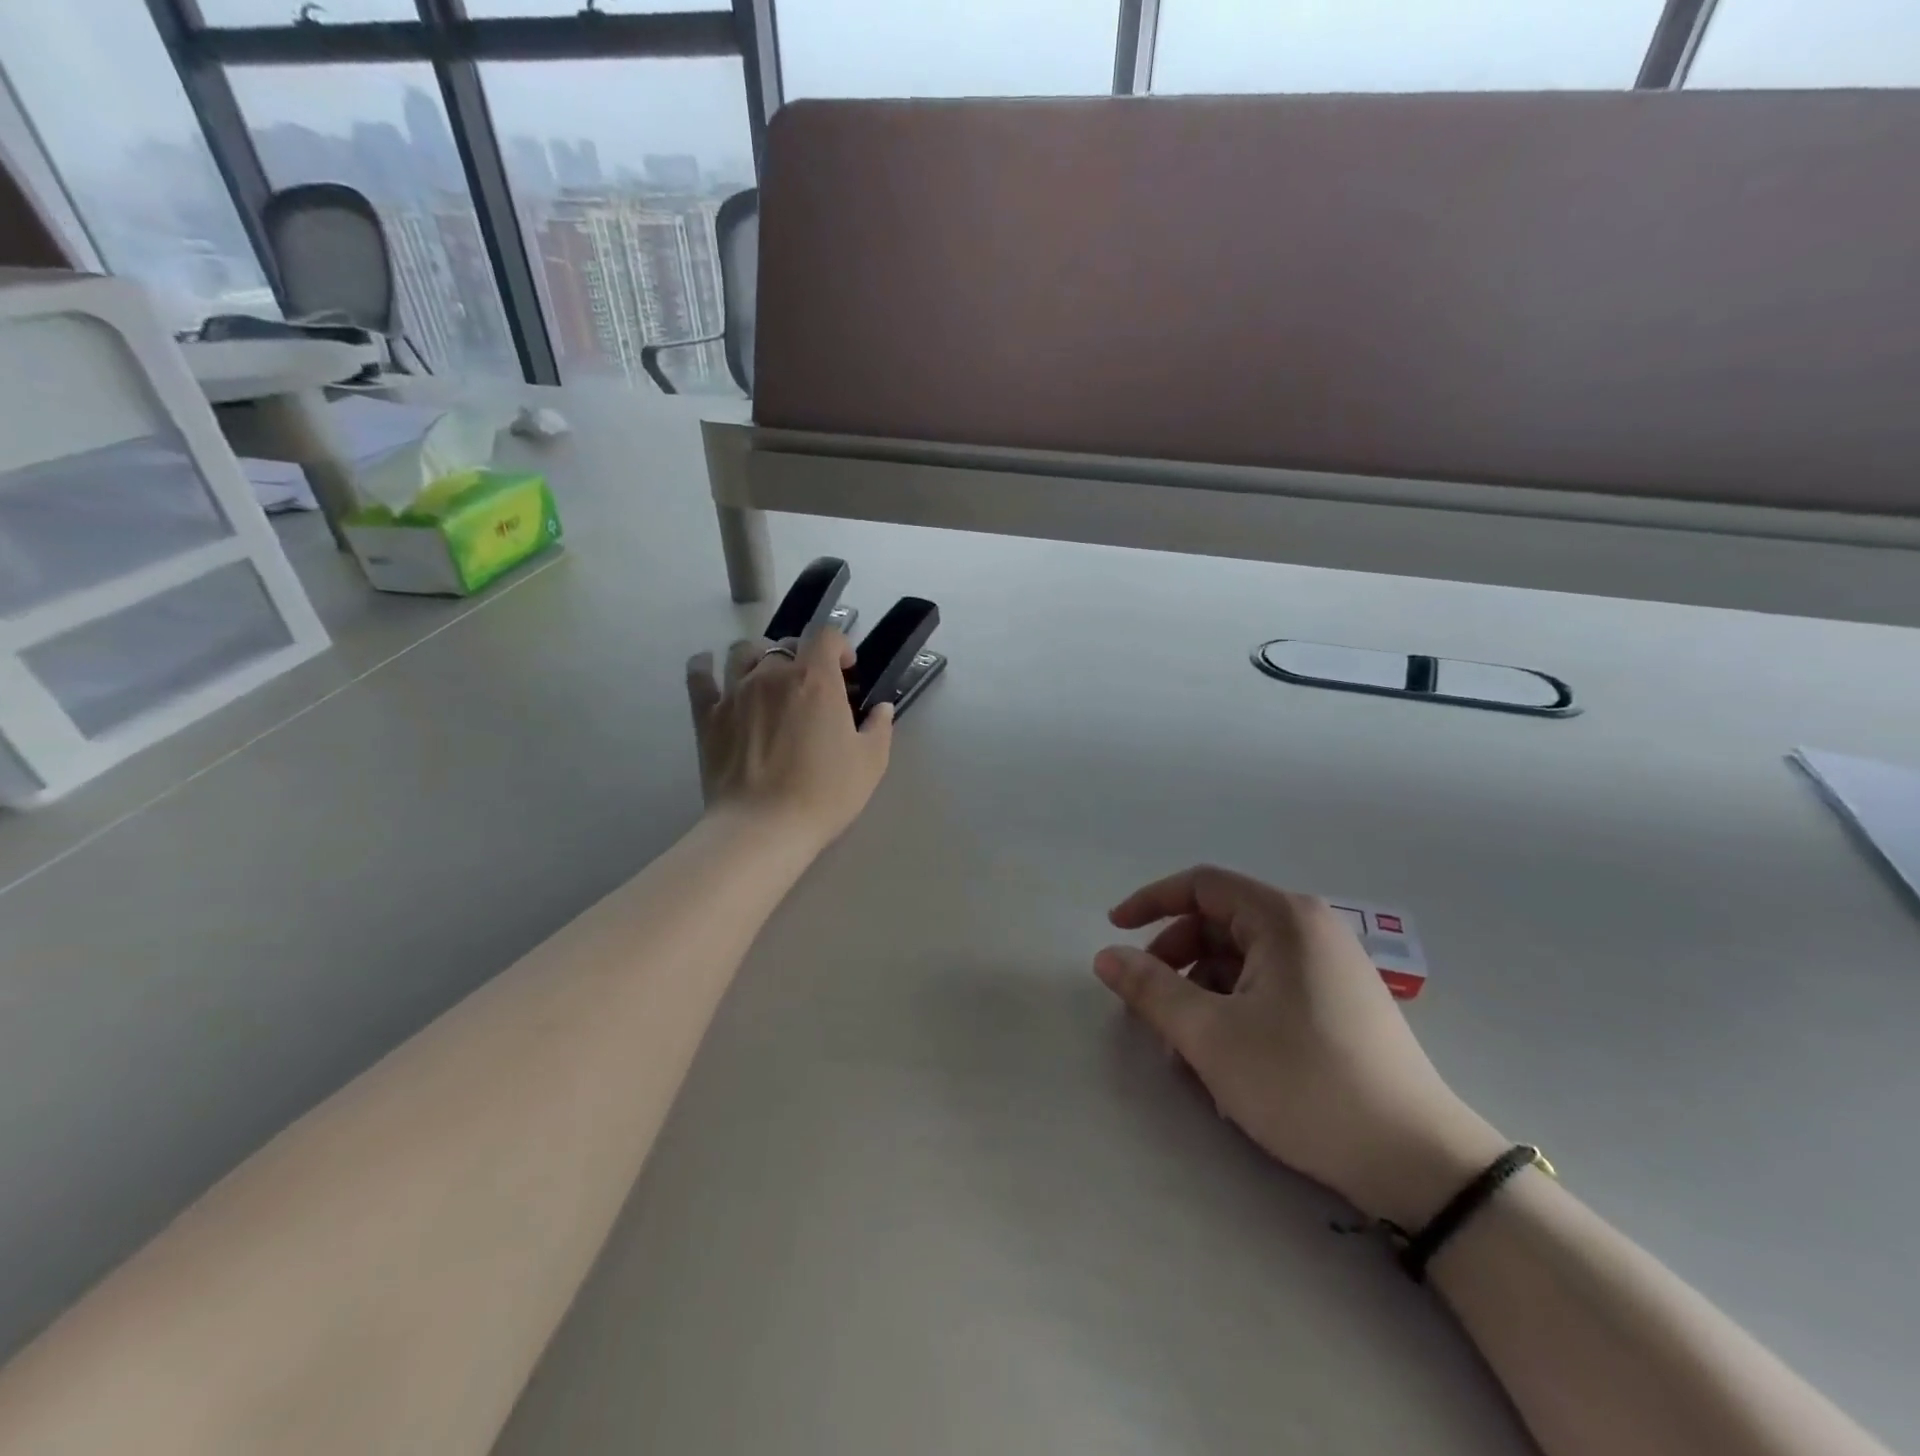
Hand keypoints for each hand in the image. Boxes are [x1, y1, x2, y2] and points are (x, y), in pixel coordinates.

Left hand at [686, 628, 892, 846]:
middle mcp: (773, 674)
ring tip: (767, 676)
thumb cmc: (825, 794)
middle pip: (786, 644)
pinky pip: (700, 675)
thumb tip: (881, 708)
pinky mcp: (707, 715)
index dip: (839, 646)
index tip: (847, 669)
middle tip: (811, 685)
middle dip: (803, 656)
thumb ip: (879, 727)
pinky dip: (704, 665)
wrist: (764, 827)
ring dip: (759, 656)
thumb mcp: (870, 763)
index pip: (826, 636)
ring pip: (742, 651)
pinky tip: (709, 666)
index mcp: (816, 680)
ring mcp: (735, 692)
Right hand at [1094, 866, 1507, 1228]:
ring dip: (1200, 993)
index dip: (1150, 902)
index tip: (1114, 931)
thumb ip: (1150, 989)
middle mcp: (1308, 929)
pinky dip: (1232, 1009)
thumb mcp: (1211, 1035)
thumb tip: (1105, 956)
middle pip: (1218, 924)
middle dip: (1174, 961)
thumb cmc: (1304, 1083)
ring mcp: (1328, 967)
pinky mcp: (1337, 1004)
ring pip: (1240, 961)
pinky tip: (1223, 1060)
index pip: (1201, 885)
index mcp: (1283, 918)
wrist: (1418, 1163)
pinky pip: (1266, 987)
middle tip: (1148, 1008)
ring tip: (1184, 1048)